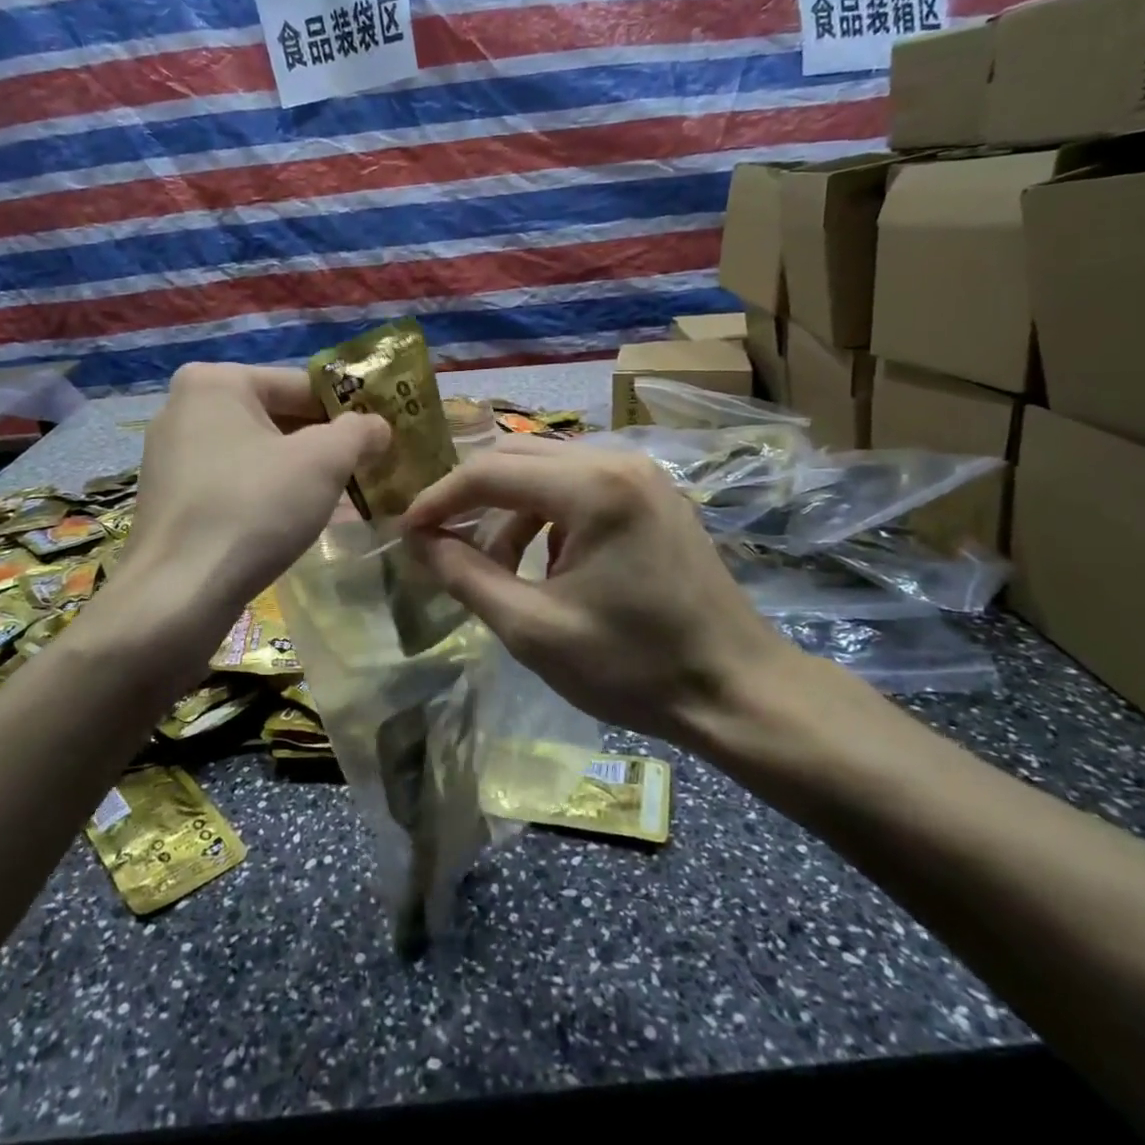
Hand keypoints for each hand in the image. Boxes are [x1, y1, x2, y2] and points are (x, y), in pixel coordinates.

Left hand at [121, 362, 389, 625]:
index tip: (380, 440)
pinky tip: (295, 521)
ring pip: (257, 453)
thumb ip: (359, 431)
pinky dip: (267, 494)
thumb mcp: (324, 461)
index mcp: (216, 381)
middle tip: (366, 471)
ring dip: (300, 472)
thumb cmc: (254, 508)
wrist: (178, 594)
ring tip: (340, 499)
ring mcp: (171, 454)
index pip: (302, 385)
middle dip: (324, 445)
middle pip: (277, 417)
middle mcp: (185, 407)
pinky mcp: (170, 497)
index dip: (348, 411)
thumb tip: (378, 425)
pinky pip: (234, 481)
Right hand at [401, 437, 809, 746]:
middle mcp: (617, 460)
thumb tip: (418, 542)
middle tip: (439, 539)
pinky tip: (546, 562)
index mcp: (592, 487)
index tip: (407, 532)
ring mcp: (641, 474)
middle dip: (471, 496)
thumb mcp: (532, 628)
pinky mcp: (653, 493)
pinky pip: (580, 483)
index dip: (439, 499)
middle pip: (516, 456)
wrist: (737, 689)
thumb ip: (465, 576)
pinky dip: (546, 513)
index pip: (489, 472)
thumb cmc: (633, 666)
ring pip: (547, 468)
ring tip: (495, 565)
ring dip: (509, 508)